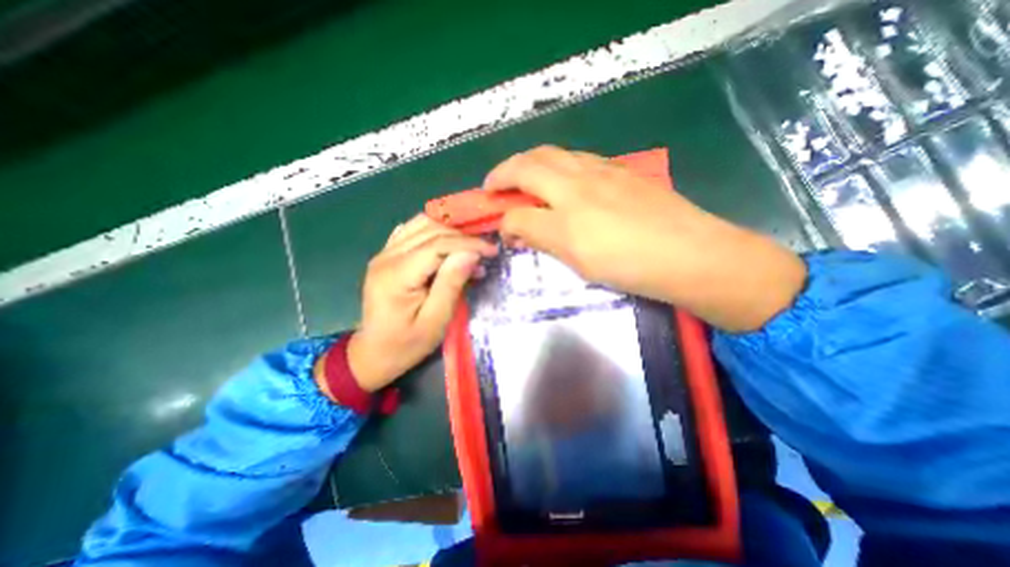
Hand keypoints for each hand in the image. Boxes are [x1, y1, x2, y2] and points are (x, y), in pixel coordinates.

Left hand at [349, 216, 495, 391]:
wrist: (373, 353)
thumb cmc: (406, 344)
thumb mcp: (435, 321)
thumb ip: (451, 284)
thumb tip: (471, 254)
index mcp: (397, 275)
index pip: (437, 244)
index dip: (468, 243)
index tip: (491, 250)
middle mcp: (387, 256)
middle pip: (430, 229)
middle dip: (463, 235)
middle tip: (486, 249)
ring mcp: (384, 252)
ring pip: (422, 223)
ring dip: (451, 229)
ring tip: (472, 244)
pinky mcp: (387, 255)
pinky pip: (413, 230)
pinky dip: (435, 230)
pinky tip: (450, 242)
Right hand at [485, 145, 810, 332]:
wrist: (691, 253)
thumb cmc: (630, 264)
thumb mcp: (577, 259)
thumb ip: (541, 238)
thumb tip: (516, 229)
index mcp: (566, 208)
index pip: (518, 203)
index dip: (501, 211)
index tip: (496, 218)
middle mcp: (579, 181)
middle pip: (530, 162)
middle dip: (504, 171)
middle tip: (494, 185)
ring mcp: (602, 171)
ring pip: (554, 154)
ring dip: (530, 163)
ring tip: (523, 179)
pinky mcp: (621, 172)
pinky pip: (578, 160)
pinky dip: (558, 165)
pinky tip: (562, 180)